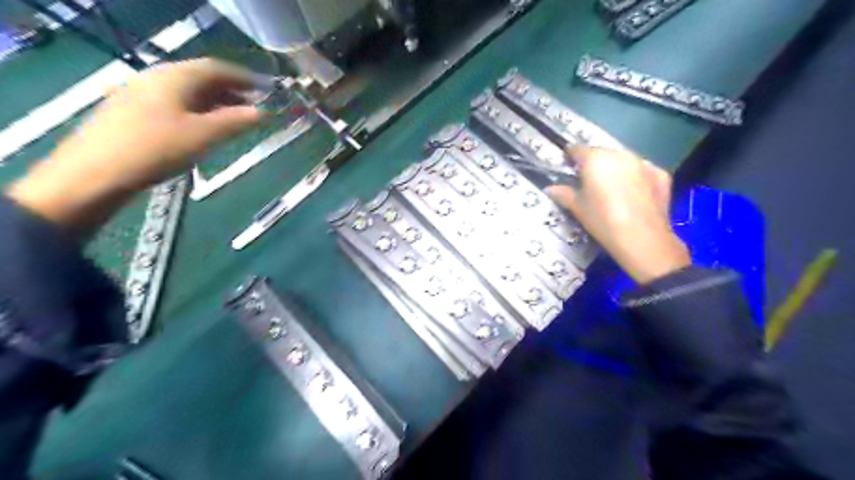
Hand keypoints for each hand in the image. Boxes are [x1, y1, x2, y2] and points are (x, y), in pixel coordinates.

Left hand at [7, 56, 259, 235]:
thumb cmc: (156, 149)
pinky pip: (174, 103)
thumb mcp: (204, 136)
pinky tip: (203, 128)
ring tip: (234, 120)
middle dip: (231, 91)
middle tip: (254, 108)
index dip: (243, 78)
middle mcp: (156, 78)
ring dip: (215, 103)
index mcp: (175, 77)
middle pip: (201, 78)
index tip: (266, 90)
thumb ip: (235, 122)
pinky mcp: (132, 111)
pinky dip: (197, 111)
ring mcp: (141, 93)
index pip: (216, 68)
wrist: (95, 172)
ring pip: (187, 92)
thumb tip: (263, 113)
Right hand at [544, 145, 689, 281]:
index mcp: (595, 159)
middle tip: (589, 184)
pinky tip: (634, 195)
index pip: (577, 149)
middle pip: (601, 153)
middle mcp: (619, 154)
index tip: (567, 168)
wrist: (643, 239)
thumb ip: (563, 194)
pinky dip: (637, 178)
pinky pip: (642, 171)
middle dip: (594, 164)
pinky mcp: (660, 174)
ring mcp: (643, 163)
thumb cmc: (603, 220)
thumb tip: (550, 189)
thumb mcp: (577, 208)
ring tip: (612, 190)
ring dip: (616, 169)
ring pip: (623, 160)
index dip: (570, 158)